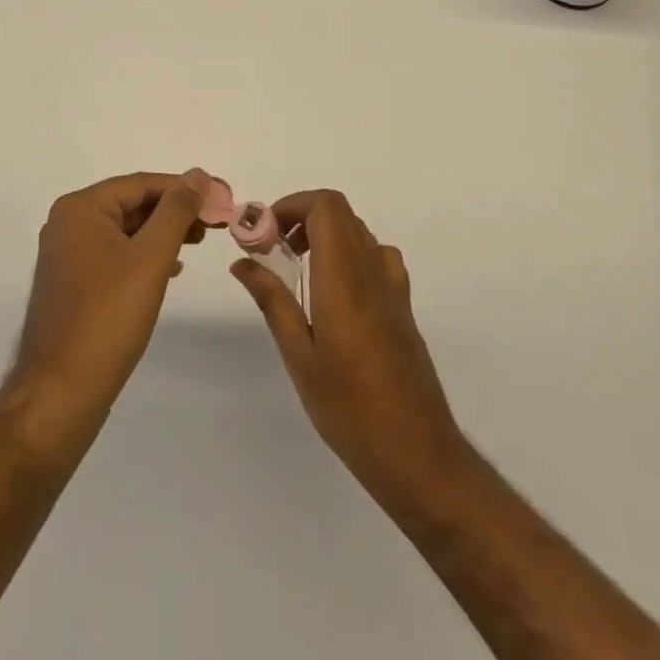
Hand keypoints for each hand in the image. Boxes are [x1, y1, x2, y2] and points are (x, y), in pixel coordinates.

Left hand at [5, 170, 207, 458]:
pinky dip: (144, 256)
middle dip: (174, 211)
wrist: (60, 393)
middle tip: (215, 223)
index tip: (221, 197)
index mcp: (80, 209)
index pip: (141, 184)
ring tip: (198, 242)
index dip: (184, 188)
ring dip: (162, 233)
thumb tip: (198, 174)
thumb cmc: (108, 317)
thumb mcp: (151, 257)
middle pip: (132, 204)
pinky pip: (115, 255)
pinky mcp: (73, 285)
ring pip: (125, 231)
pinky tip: (170, 270)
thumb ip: (176, 210)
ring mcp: (67, 256)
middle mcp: (68, 224)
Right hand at [232, 190, 470, 511]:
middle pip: (340, 211)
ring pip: (357, 230)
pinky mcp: (403, 305)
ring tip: (298, 268)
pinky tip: (335, 290)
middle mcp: (372, 270)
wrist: (418, 453)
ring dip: (324, 233)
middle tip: (273, 249)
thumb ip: (272, 301)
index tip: (264, 234)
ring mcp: (393, 286)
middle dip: (301, 216)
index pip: (325, 206)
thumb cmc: (350, 409)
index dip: (292, 205)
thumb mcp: (300, 356)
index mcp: (344, 277)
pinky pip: (376, 255)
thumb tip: (242, 262)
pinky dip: (350, 253)